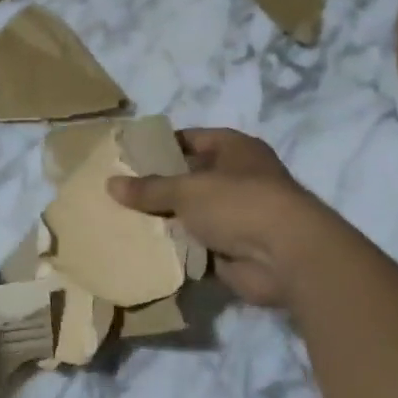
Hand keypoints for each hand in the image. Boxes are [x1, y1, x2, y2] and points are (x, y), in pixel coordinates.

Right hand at [108, 129, 338, 310]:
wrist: (286, 257)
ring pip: (191, 214)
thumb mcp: (187, 190)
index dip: (160, 146)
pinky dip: (176, 249)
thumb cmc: (239, 204)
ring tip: (122, 221)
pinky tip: (144, 249)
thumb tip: (111, 183)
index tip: (127, 156)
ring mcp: (237, 216)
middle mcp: (238, 178)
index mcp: (235, 150)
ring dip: (165, 220)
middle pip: (189, 178)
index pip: (190, 139)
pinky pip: (196, 246)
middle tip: (118, 192)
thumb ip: (149, 188)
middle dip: (157, 187)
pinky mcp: (233, 250)